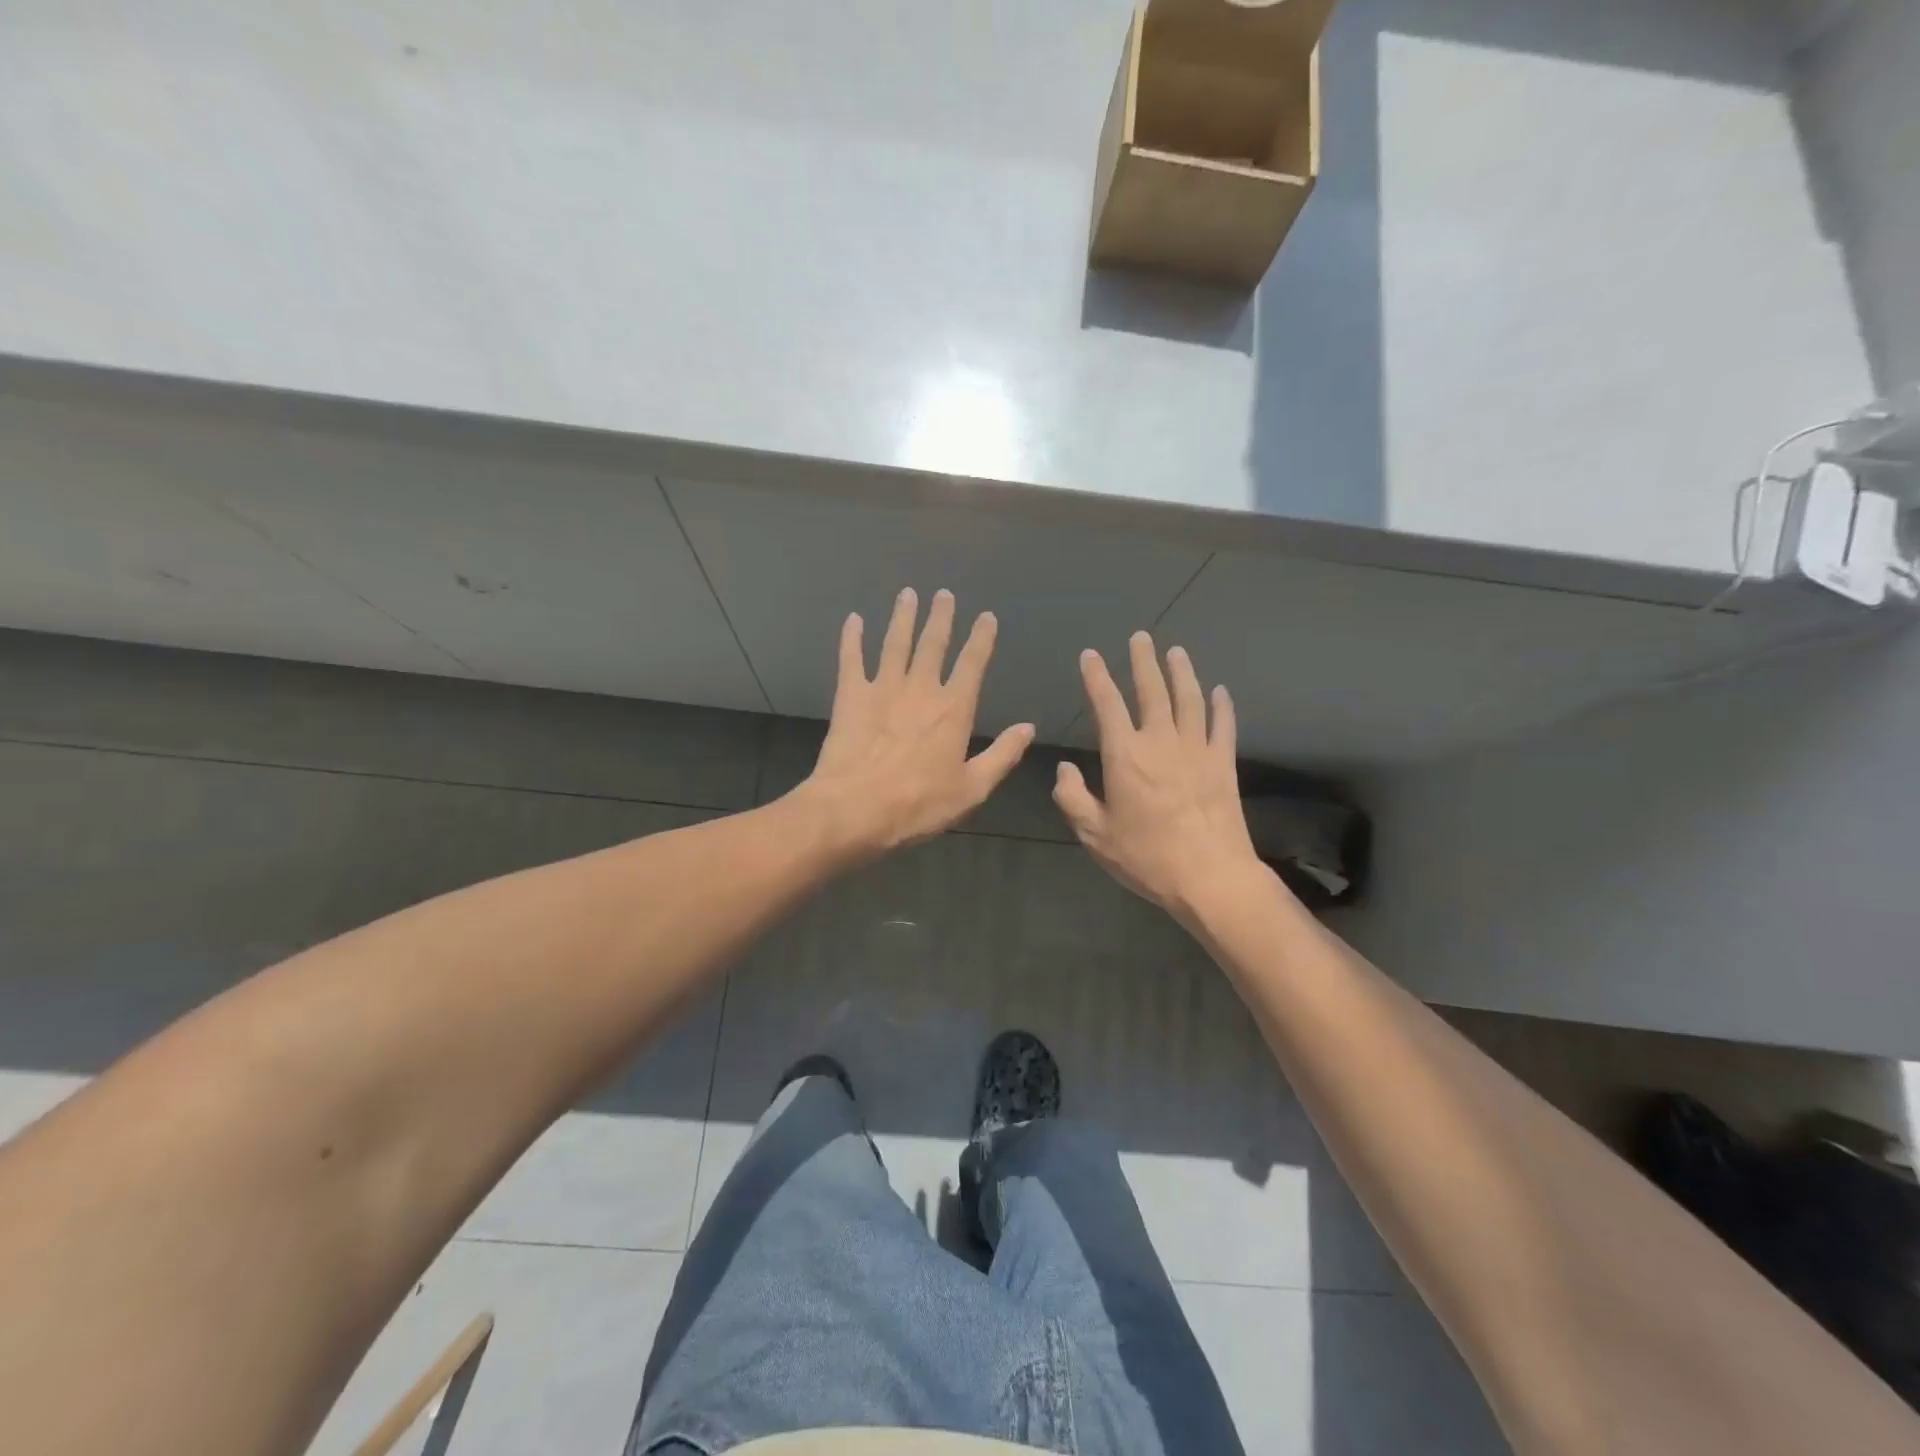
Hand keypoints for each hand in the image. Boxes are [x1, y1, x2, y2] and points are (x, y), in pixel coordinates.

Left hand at [799, 588, 1034, 858]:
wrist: (854, 809)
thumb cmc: (918, 805)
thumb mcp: (972, 789)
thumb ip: (1002, 755)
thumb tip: (1028, 728)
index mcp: (953, 709)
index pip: (972, 664)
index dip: (981, 639)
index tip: (986, 616)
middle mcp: (920, 689)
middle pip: (933, 644)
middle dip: (940, 617)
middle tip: (943, 594)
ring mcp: (882, 688)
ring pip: (895, 643)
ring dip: (902, 617)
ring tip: (908, 594)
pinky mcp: (850, 697)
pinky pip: (851, 659)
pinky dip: (852, 638)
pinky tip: (853, 619)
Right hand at [1054, 632, 1261, 917]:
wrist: (1210, 876)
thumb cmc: (1146, 857)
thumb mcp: (1095, 835)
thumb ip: (1073, 798)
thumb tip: (1065, 768)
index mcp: (1125, 755)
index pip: (1107, 704)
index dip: (1096, 676)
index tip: (1091, 655)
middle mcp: (1161, 741)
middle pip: (1152, 690)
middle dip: (1144, 661)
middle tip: (1141, 637)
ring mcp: (1197, 749)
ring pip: (1189, 699)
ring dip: (1182, 672)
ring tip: (1176, 652)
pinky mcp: (1223, 763)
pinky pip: (1222, 725)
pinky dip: (1221, 705)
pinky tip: (1219, 691)